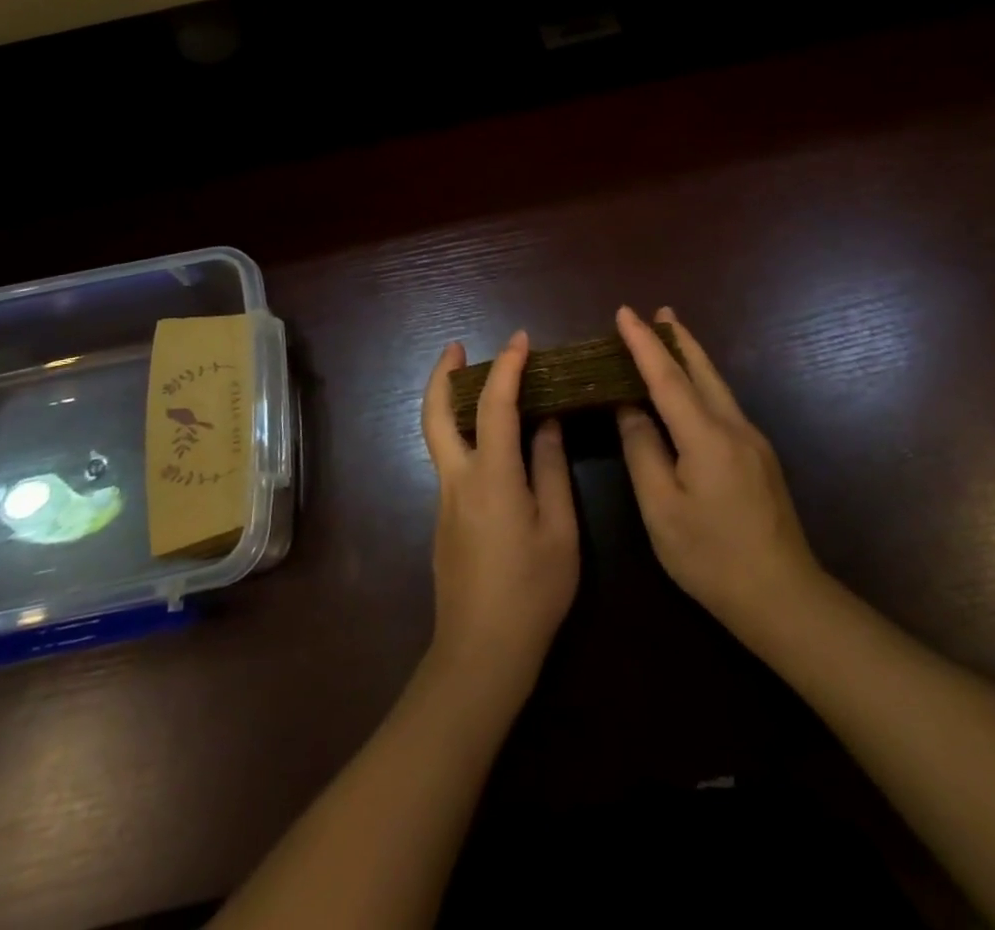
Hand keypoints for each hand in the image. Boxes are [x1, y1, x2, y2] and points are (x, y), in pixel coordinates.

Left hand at [420, 333, 579, 703]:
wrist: (481, 654)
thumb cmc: (531, 592)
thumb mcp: (559, 531)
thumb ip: (551, 470)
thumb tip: (547, 424)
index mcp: (492, 478)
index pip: (494, 406)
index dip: (507, 367)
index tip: (521, 340)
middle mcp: (458, 479)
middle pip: (435, 414)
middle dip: (442, 374)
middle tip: (456, 347)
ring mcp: (445, 500)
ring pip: (438, 435)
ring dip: (449, 400)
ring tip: (475, 381)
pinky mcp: (444, 518)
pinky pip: (450, 459)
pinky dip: (461, 431)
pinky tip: (488, 439)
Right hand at [615, 306, 821, 641]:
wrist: (784, 597)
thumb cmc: (712, 557)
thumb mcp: (662, 509)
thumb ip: (643, 451)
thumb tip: (629, 409)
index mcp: (706, 436)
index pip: (667, 377)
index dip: (643, 344)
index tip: (624, 313)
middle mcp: (734, 427)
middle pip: (702, 370)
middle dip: (678, 338)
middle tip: (659, 311)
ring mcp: (753, 442)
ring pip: (717, 385)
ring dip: (692, 358)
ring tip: (673, 336)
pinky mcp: (760, 458)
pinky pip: (724, 404)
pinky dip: (702, 384)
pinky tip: (694, 390)